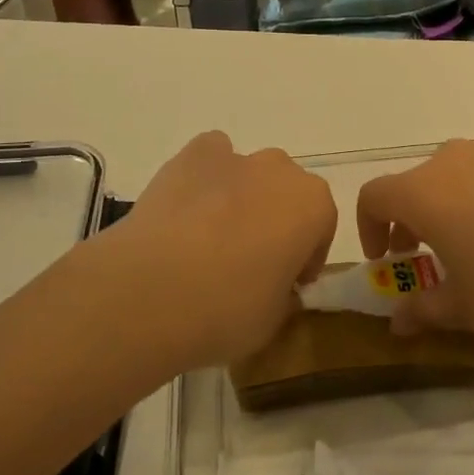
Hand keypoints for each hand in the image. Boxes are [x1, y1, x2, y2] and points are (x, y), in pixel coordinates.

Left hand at [115, 131, 335, 369]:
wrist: (151, 290)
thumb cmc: (226, 309)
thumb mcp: (274, 319)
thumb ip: (285, 294)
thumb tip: (275, 285)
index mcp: (312, 206)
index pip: (322, 226)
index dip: (306, 256)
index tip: (288, 283)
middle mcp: (279, 170)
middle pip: (286, 191)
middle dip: (276, 219)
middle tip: (251, 261)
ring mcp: (233, 157)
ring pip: (248, 173)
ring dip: (241, 197)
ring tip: (211, 239)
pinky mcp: (190, 155)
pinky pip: (210, 158)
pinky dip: (205, 177)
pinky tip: (187, 211)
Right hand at [357, 139, 473, 341]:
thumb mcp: (469, 307)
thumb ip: (424, 309)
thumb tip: (396, 322)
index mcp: (424, 192)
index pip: (373, 197)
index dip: (369, 228)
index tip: (388, 259)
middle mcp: (454, 159)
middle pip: (416, 183)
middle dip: (412, 219)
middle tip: (430, 256)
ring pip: (458, 173)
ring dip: (453, 204)